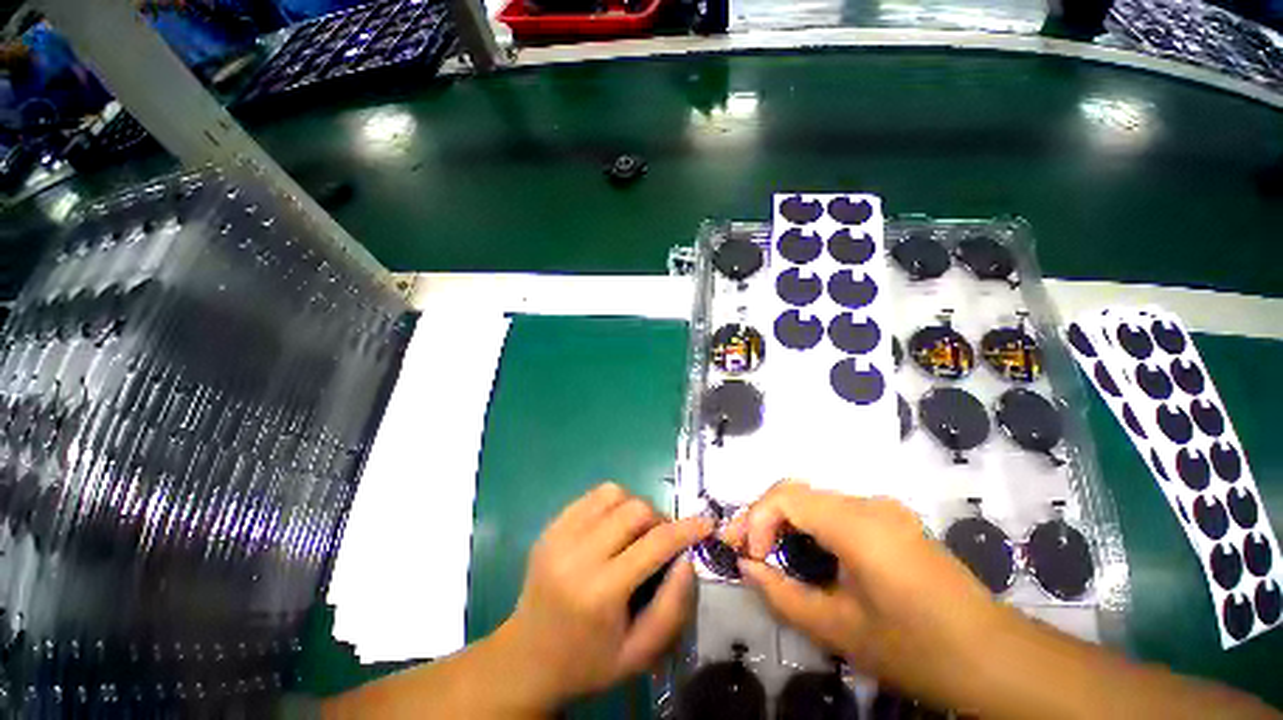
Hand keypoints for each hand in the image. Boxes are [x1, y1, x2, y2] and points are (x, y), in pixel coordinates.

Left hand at [493, 482, 713, 709]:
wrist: (526, 657)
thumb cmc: (588, 661)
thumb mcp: (639, 653)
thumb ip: (672, 607)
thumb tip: (688, 557)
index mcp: (600, 592)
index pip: (654, 543)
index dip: (686, 529)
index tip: (706, 523)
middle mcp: (577, 554)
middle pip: (635, 509)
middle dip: (659, 519)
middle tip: (662, 539)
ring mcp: (559, 535)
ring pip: (614, 493)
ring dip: (635, 506)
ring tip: (636, 532)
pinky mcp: (551, 526)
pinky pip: (592, 496)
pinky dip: (612, 504)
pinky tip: (613, 526)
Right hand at [723, 481, 1003, 702]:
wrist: (998, 660)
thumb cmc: (918, 649)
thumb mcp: (840, 630)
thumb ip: (782, 595)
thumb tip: (746, 568)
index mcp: (858, 524)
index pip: (786, 496)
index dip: (756, 519)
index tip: (748, 557)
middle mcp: (868, 504)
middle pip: (797, 492)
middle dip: (763, 517)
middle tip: (743, 549)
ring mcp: (884, 510)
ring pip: (815, 500)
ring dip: (785, 521)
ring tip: (767, 552)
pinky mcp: (892, 522)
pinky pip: (836, 512)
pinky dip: (809, 526)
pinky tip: (806, 554)